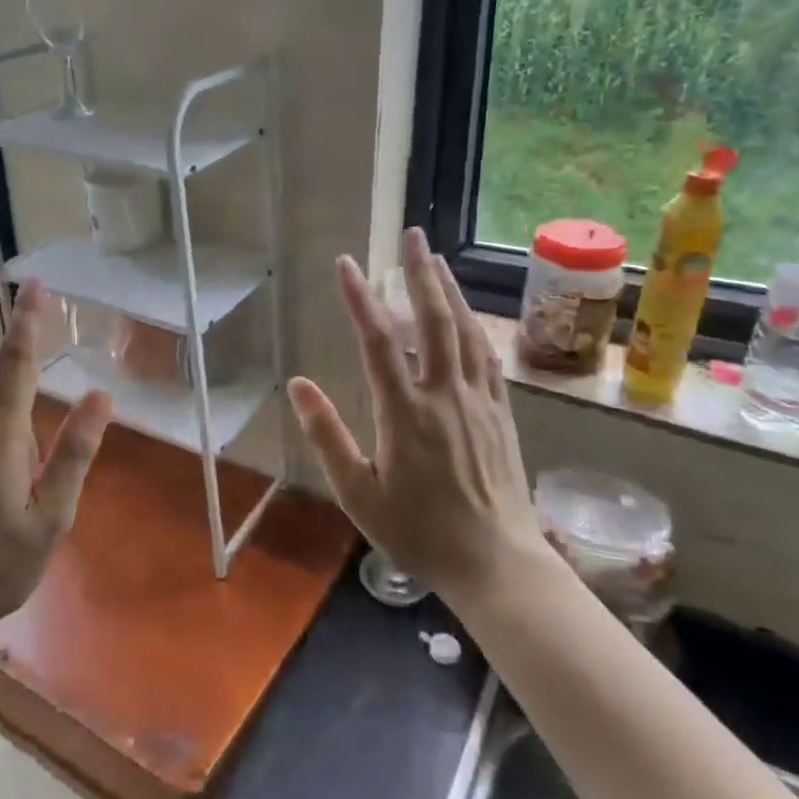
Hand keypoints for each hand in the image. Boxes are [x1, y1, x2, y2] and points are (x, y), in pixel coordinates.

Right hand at [288, 228, 551, 605]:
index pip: (379, 342)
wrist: (496, 563)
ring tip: (437, 260)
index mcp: (405, 414)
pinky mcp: (501, 413)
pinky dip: (475, 326)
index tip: (347, 264)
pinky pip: (487, 357)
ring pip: (466, 332)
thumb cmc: (419, 533)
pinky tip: (468, 315)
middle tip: (412, 235)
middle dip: (420, 274)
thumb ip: (327, 436)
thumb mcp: (359, 494)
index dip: (361, 299)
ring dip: (450, 291)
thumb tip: (296, 385)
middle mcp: (445, 396)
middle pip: (434, 321)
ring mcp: (479, 402)